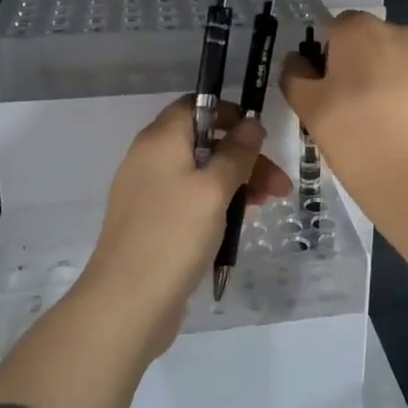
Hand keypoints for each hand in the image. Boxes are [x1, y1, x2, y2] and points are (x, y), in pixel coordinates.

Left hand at [83, 96, 291, 355]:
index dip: (228, 113)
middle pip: (203, 142)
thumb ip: (236, 153)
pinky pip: (190, 198)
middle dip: (244, 157)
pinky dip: (216, 202)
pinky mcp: (153, 222)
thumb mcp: (214, 188)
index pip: (195, 106)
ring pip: (200, 173)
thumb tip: (251, 123)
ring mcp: (149, 192)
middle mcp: (150, 158)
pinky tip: (240, 219)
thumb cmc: (174, 233)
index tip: (258, 133)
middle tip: (279, 183)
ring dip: (236, 181)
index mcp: (161, 140)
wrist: (128, 301)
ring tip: (269, 203)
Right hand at [279, 11, 407, 204]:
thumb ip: (296, 75)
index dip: (332, 54)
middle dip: (369, 66)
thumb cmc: (354, 139)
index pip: (340, 27)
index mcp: (363, 32)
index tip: (331, 87)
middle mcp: (407, 35)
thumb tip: (299, 61)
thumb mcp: (307, 109)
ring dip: (400, 84)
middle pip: (379, 43)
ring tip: (392, 128)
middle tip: (358, 110)